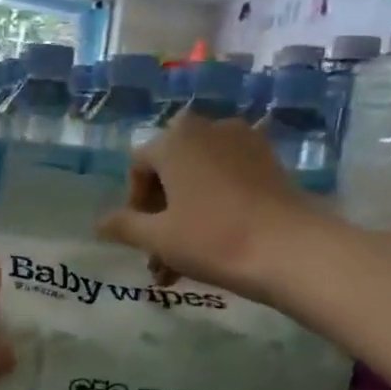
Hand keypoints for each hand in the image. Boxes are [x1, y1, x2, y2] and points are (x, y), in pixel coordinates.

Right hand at [95, 112, 324, 302]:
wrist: (291, 250)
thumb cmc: (212, 238)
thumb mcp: (157, 237)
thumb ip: (123, 226)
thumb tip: (99, 223)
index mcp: (176, 139)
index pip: (139, 165)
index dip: (134, 203)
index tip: (140, 236)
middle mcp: (209, 129)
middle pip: (171, 170)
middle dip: (161, 212)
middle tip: (159, 251)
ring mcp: (245, 143)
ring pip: (200, 179)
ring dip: (185, 214)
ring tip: (183, 260)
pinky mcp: (271, 163)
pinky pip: (228, 180)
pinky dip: (214, 205)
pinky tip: (214, 243)